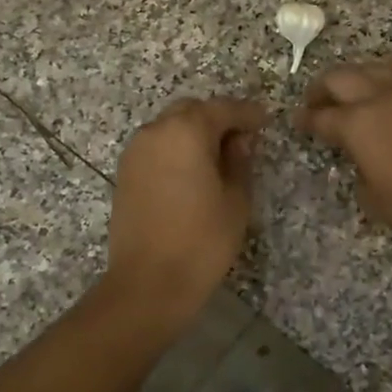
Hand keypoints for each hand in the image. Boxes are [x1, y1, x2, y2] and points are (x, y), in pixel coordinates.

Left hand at [105, 97, 266, 318]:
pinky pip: (156, 148)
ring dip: (194, 134)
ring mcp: (135, 152)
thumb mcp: (236, 200)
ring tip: (218, 158)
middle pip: (191, 111)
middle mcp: (156, 132)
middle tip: (242, 139)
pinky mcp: (125, 174)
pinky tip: (193, 173)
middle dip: (217, 119)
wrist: (148, 283)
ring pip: (170, 128)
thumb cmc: (202, 240)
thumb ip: (240, 162)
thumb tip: (239, 140)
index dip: (247, 113)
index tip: (265, 121)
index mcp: (186, 131)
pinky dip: (176, 150)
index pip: (223, 109)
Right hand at [295, 62, 391, 257]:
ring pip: (375, 67)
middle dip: (322, 88)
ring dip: (357, 76)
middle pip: (341, 77)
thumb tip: (363, 160)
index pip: (322, 117)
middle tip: (317, 101)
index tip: (298, 121)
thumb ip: (360, 172)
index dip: (305, 120)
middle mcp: (381, 97)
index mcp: (358, 124)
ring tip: (354, 91)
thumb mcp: (375, 199)